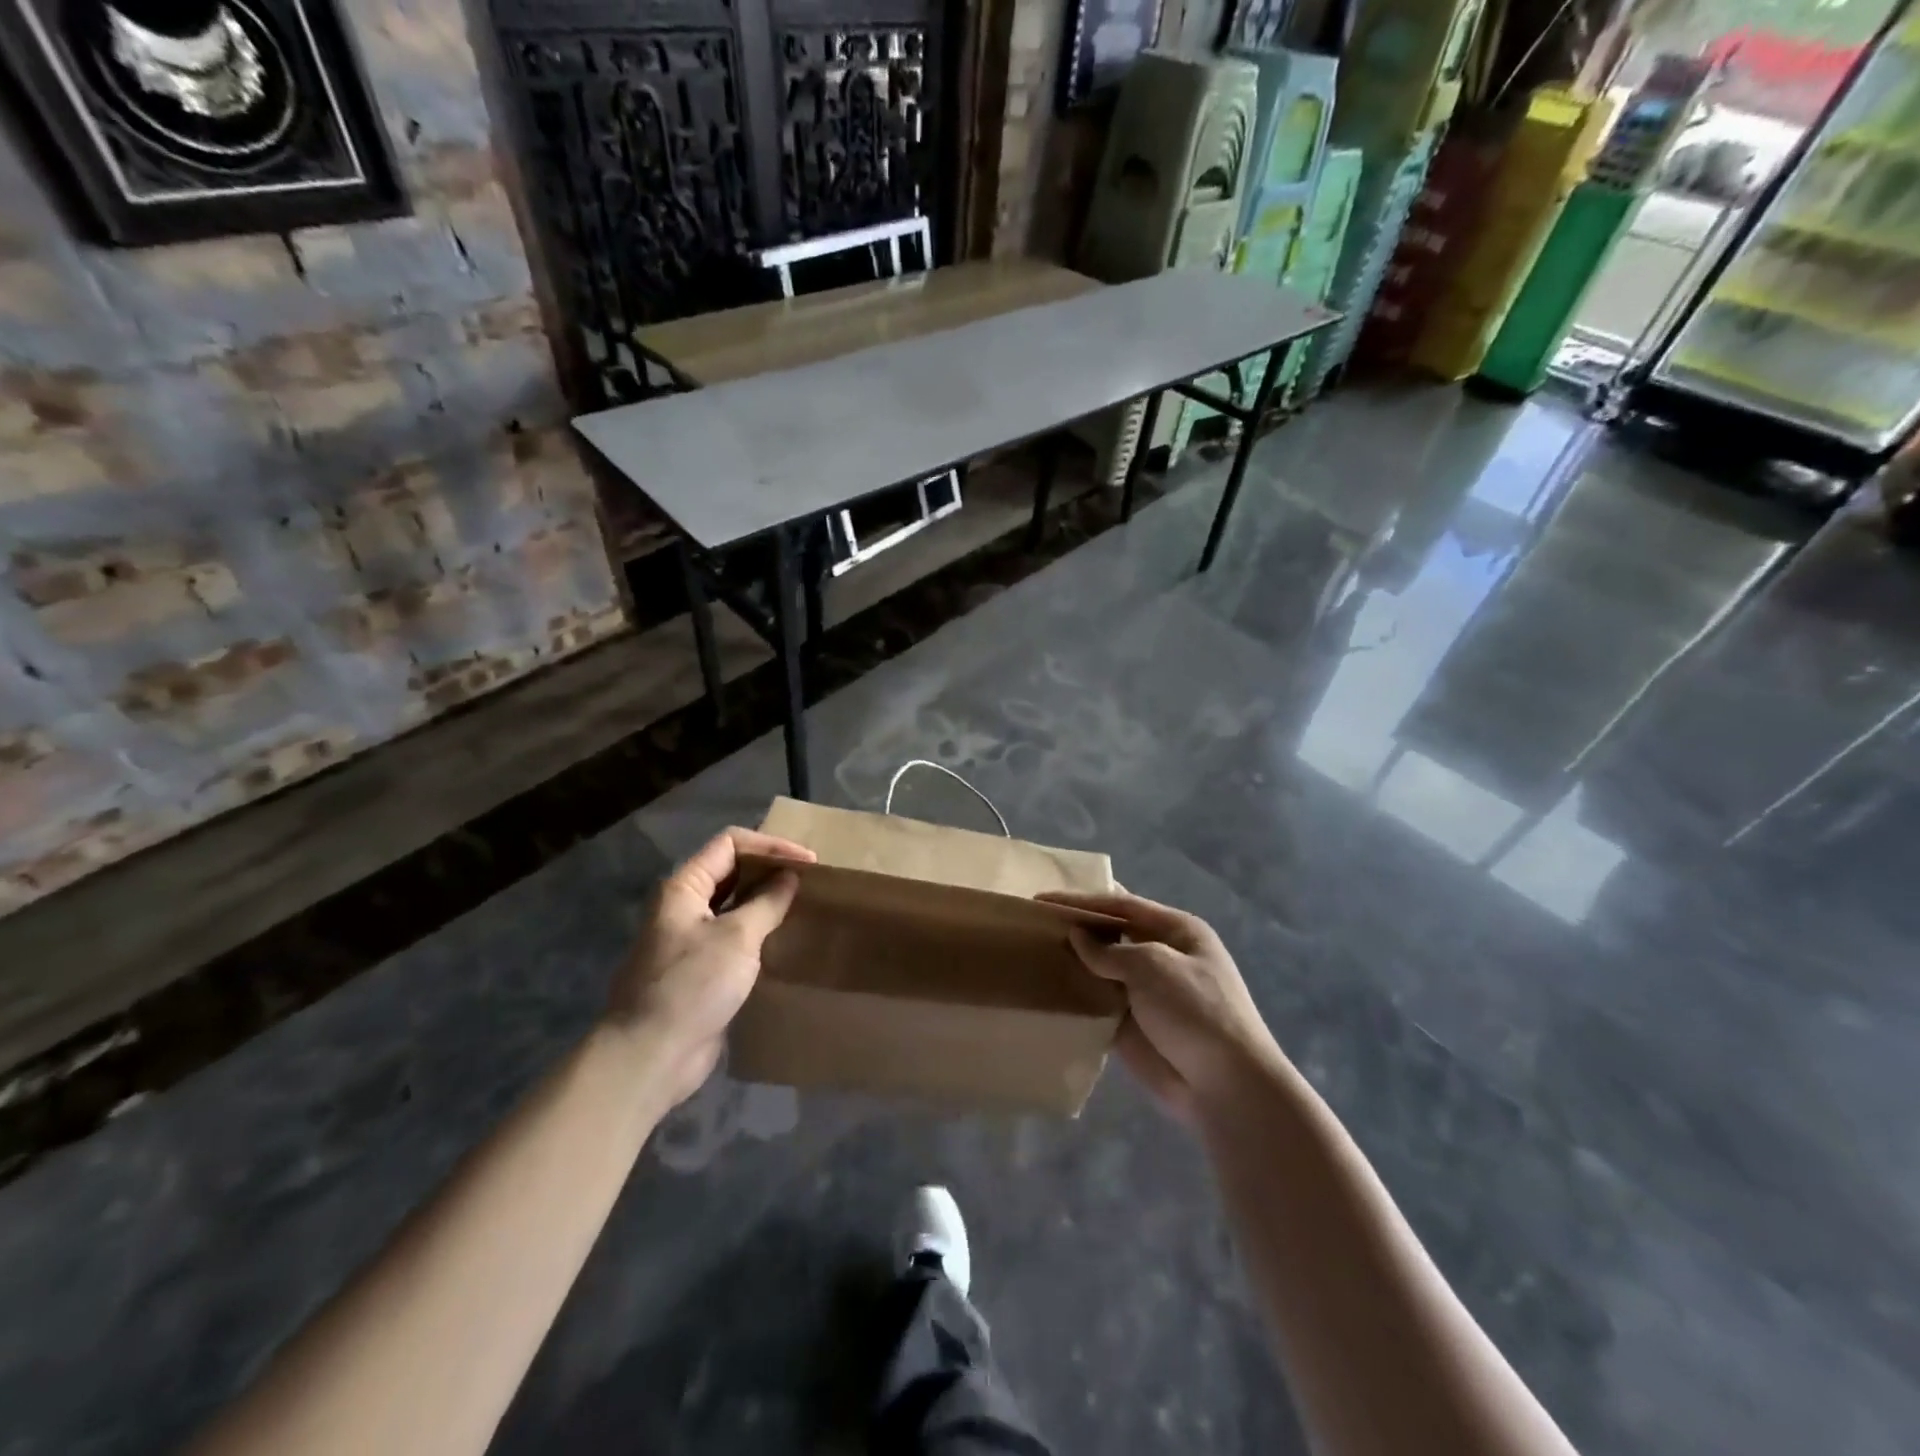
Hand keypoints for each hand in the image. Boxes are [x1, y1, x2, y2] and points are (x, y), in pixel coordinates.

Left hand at [608, 827, 815, 1105]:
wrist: (651, 1055)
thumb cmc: (693, 985)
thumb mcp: (738, 937)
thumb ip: (767, 902)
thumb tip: (789, 877)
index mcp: (683, 888)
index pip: (730, 844)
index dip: (770, 846)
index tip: (808, 862)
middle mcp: (683, 907)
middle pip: (731, 872)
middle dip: (770, 871)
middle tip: (809, 880)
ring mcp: (689, 939)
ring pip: (733, 906)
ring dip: (766, 902)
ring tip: (802, 905)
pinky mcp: (699, 970)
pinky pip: (733, 938)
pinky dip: (758, 931)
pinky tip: (783, 940)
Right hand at [1039, 890, 1280, 1127]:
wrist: (1225, 1087)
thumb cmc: (1196, 1011)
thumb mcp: (1153, 967)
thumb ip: (1110, 951)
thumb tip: (1076, 937)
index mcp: (1177, 931)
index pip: (1122, 906)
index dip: (1083, 901)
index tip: (1043, 899)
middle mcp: (1161, 956)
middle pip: (1111, 935)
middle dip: (1077, 929)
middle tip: (1033, 925)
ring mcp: (1146, 993)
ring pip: (1101, 969)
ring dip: (1073, 963)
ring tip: (1031, 954)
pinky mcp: (1132, 1025)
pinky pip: (1098, 1003)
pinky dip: (1076, 997)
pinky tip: (1046, 990)